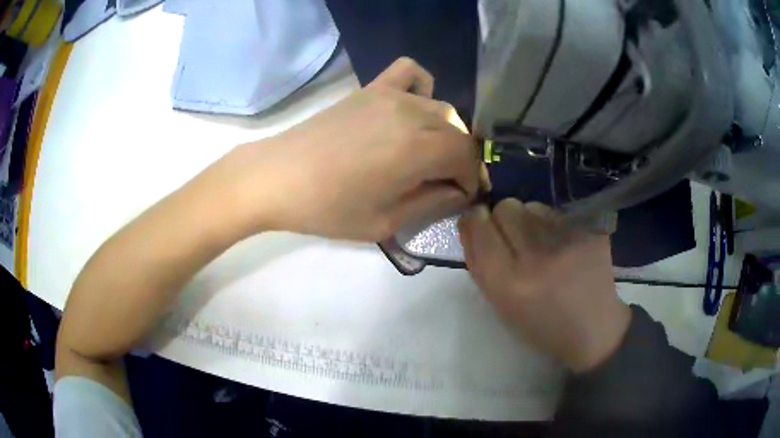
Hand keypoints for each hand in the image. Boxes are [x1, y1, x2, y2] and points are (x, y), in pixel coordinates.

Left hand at [214, 57, 479, 240]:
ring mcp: (390, 95)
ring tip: (429, 154)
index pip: (466, 156)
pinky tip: (412, 108)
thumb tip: (458, 191)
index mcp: (416, 149)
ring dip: (445, 133)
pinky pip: (410, 72)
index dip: (472, 178)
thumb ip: (431, 203)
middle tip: (446, 182)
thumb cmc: (328, 208)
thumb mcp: (385, 222)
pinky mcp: (371, 88)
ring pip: (441, 108)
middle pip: (458, 132)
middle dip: (461, 160)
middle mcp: (411, 114)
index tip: (463, 195)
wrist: (277, 177)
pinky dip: (422, 87)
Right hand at [459, 200, 630, 372]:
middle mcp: (537, 257)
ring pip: (532, 205)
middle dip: (505, 219)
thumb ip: (478, 261)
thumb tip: (469, 219)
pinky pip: (558, 212)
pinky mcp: (591, 231)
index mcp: (508, 282)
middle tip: (517, 240)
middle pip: (506, 207)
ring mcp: (569, 240)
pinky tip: (565, 246)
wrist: (593, 329)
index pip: (479, 225)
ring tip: (545, 246)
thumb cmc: (540, 323)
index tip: (482, 225)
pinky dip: (554, 224)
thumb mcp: (499, 303)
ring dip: (531, 221)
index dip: (476, 220)